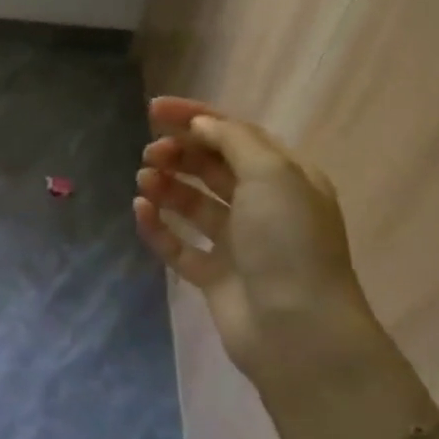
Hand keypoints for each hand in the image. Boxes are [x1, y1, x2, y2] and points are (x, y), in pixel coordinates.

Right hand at [133, 97, 396, 404]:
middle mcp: (263, 207)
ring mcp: (238, 244)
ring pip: (193, 204)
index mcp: (286, 178)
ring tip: (144, 180)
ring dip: (167, 186)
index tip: (153, 109)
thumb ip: (233, 140)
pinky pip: (179, 244)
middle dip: (179, 153)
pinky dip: (159, 225)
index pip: (235, 135)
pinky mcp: (214, 276)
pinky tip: (141, 210)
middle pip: (212, 168)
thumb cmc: (288, 242)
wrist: (297, 329)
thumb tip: (200, 124)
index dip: (195, 117)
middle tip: (151, 152)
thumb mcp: (272, 174)